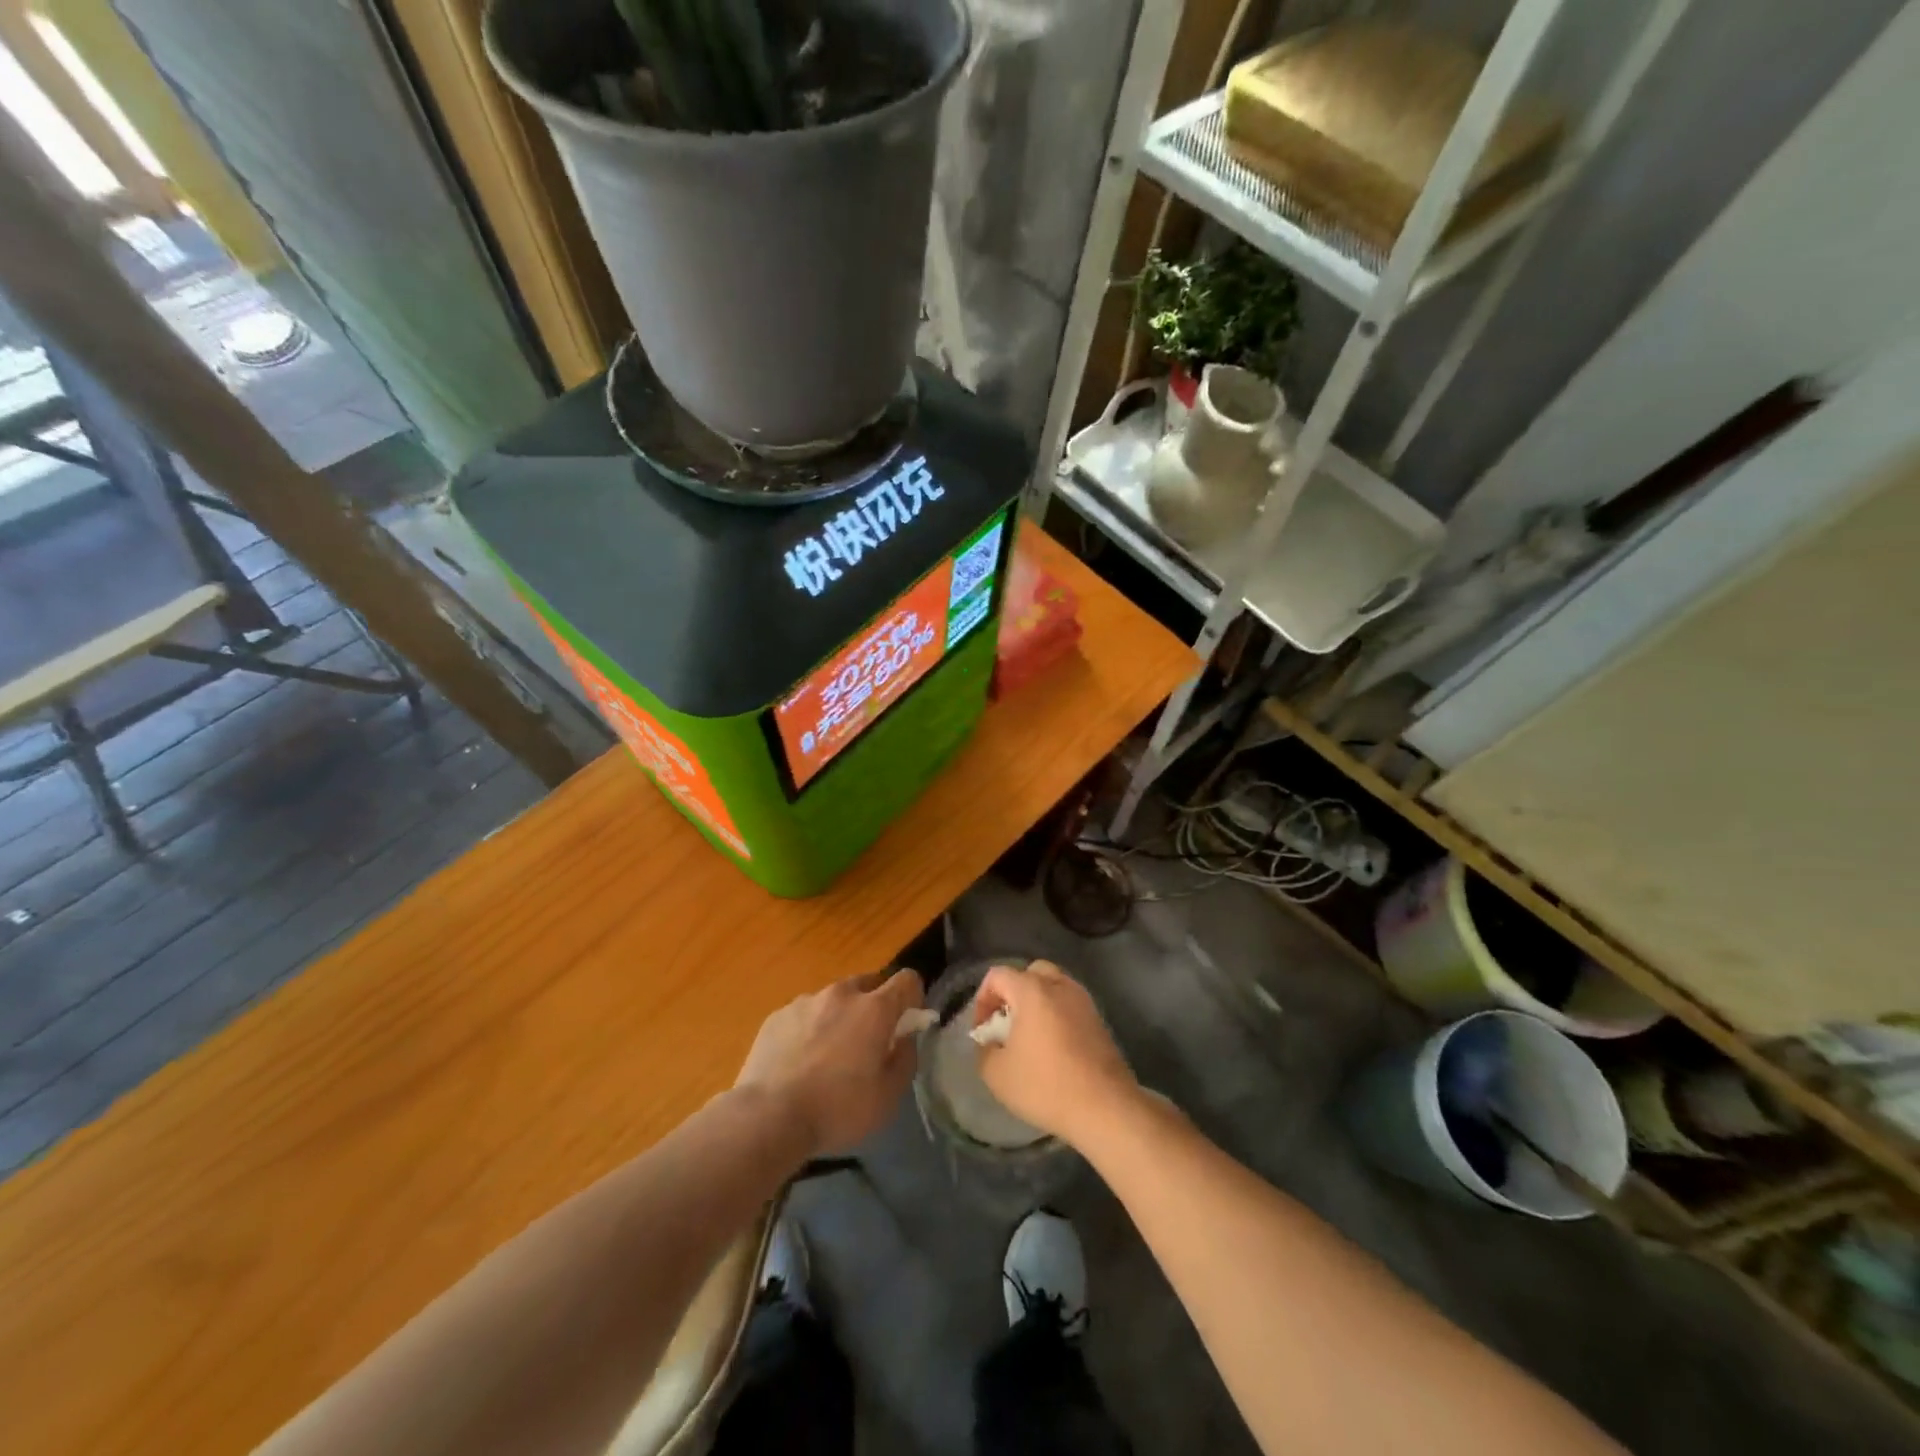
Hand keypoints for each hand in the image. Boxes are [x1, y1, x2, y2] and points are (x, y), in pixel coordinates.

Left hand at [736, 969, 923, 1155]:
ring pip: (834, 999)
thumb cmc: (837, 1109)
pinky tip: (799, 1062)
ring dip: (840, 1017)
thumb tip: (905, 1037)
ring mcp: (806, 1001)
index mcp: (874, 1009)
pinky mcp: (777, 1015)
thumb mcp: (888, 1096)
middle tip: (867, 1042)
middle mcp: (841, 994)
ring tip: (827, 1056)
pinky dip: (809, 1029)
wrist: (768, 1117)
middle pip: (869, 984)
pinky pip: (804, 1014)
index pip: (907, 979)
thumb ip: (905, 1058)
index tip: (906, 1023)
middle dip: (874, 1006)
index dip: (913, 997)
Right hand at [973, 961, 1138, 1148]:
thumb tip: (989, 1043)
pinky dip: (1056, 1015)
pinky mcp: (1099, 1020)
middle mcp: (1059, 985)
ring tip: (1029, 1037)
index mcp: (1032, 990)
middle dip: (1012, 994)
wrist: (1105, 1107)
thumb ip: (984, 1050)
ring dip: (1036, 1003)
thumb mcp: (997, 1074)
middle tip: (1006, 1024)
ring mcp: (1083, 1001)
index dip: (982, 999)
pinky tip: (1053, 1047)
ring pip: (1053, 986)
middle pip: (1030, 973)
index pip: (998, 975)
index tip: (983, 1031)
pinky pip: (1070, 1004)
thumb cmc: (1045, 1085)